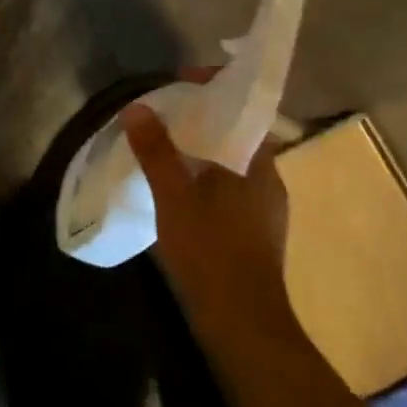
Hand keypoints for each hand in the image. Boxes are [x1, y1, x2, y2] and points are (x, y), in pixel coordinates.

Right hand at [121, 100, 296, 339]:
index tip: (182, 80)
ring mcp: (266, 209)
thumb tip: (137, 108)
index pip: (244, 108)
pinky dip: (206, 176)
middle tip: (166, 112)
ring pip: (233, 163)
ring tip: (166, 148)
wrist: (243, 326)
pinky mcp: (256, 233)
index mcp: (258, 163)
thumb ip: (156, 151)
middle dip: (203, 118)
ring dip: (203, 149)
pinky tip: (180, 191)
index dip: (215, 87)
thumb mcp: (174, 197)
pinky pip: (230, 187)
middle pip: (237, 134)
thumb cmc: (211, 252)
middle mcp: (269, 180)